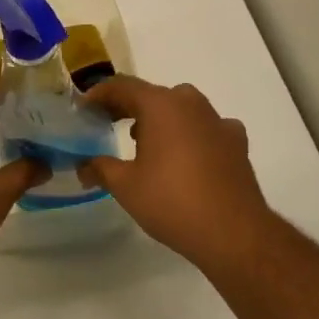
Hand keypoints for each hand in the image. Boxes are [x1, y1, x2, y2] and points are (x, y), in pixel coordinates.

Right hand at [77, 77, 274, 272]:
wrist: (234, 232)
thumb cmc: (172, 202)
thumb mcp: (126, 187)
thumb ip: (101, 168)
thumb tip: (83, 166)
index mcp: (160, 105)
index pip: (122, 86)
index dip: (100, 94)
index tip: (84, 107)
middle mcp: (189, 102)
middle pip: (152, 95)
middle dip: (127, 106)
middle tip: (107, 123)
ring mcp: (217, 119)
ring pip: (181, 107)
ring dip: (160, 118)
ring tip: (144, 140)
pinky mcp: (235, 140)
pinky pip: (207, 126)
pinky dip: (192, 133)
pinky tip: (188, 154)